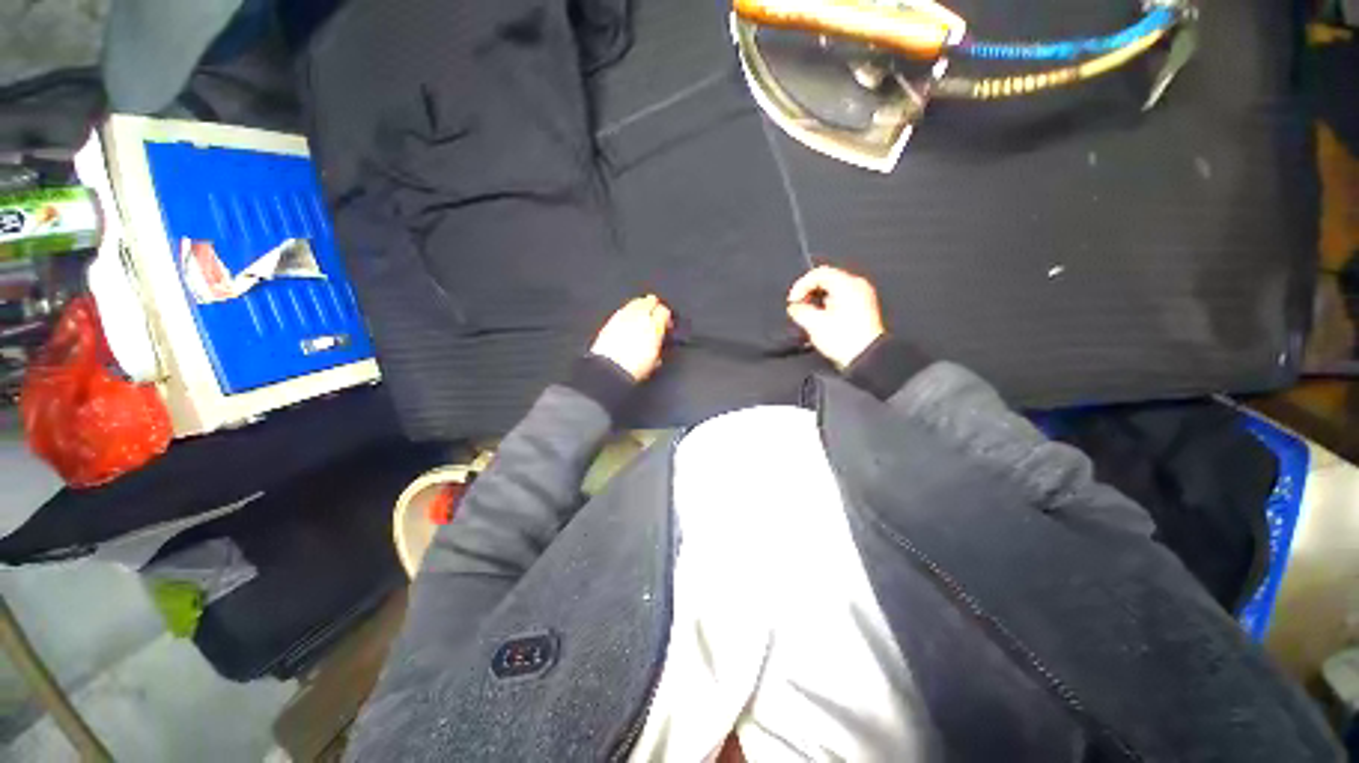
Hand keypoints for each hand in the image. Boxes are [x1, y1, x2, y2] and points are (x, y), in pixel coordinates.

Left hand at [590, 294, 672, 380]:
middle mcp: (640, 317)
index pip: (664, 311)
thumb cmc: (634, 368)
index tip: (667, 323)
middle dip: (654, 306)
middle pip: (650, 301)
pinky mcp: (612, 319)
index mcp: (654, 327)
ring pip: (636, 302)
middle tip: (655, 314)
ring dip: (641, 306)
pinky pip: (624, 309)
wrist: (611, 369)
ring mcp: (624, 316)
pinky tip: (628, 319)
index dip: (666, 316)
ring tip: (642, 315)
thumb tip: (658, 342)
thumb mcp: (654, 360)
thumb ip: (659, 345)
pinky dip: (629, 311)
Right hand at [786, 265, 885, 368]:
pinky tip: (821, 318)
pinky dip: (827, 303)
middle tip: (799, 307)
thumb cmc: (845, 341)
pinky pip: (840, 297)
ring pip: (832, 288)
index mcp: (847, 285)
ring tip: (809, 315)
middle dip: (808, 292)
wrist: (866, 357)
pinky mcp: (862, 306)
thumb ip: (800, 310)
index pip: (818, 273)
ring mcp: (862, 295)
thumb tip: (794, 307)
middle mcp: (857, 286)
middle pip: (826, 279)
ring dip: (817, 299)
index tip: (793, 300)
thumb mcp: (814, 324)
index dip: (801, 285)